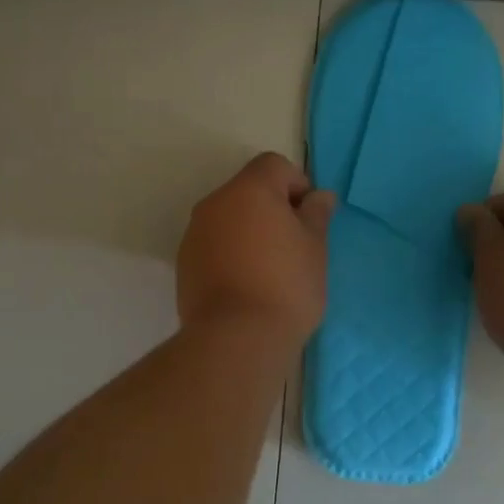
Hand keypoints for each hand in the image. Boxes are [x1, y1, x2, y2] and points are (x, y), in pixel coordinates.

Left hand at [177, 152, 334, 349]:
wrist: (236, 338)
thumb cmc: (286, 286)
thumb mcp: (315, 248)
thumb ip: (316, 214)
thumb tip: (319, 196)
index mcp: (249, 189)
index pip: (274, 165)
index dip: (297, 184)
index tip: (309, 218)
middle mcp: (216, 202)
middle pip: (248, 189)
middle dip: (272, 208)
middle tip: (294, 245)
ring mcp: (195, 233)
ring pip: (229, 217)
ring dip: (249, 230)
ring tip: (270, 268)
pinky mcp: (184, 262)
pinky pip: (214, 243)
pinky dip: (231, 252)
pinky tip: (246, 284)